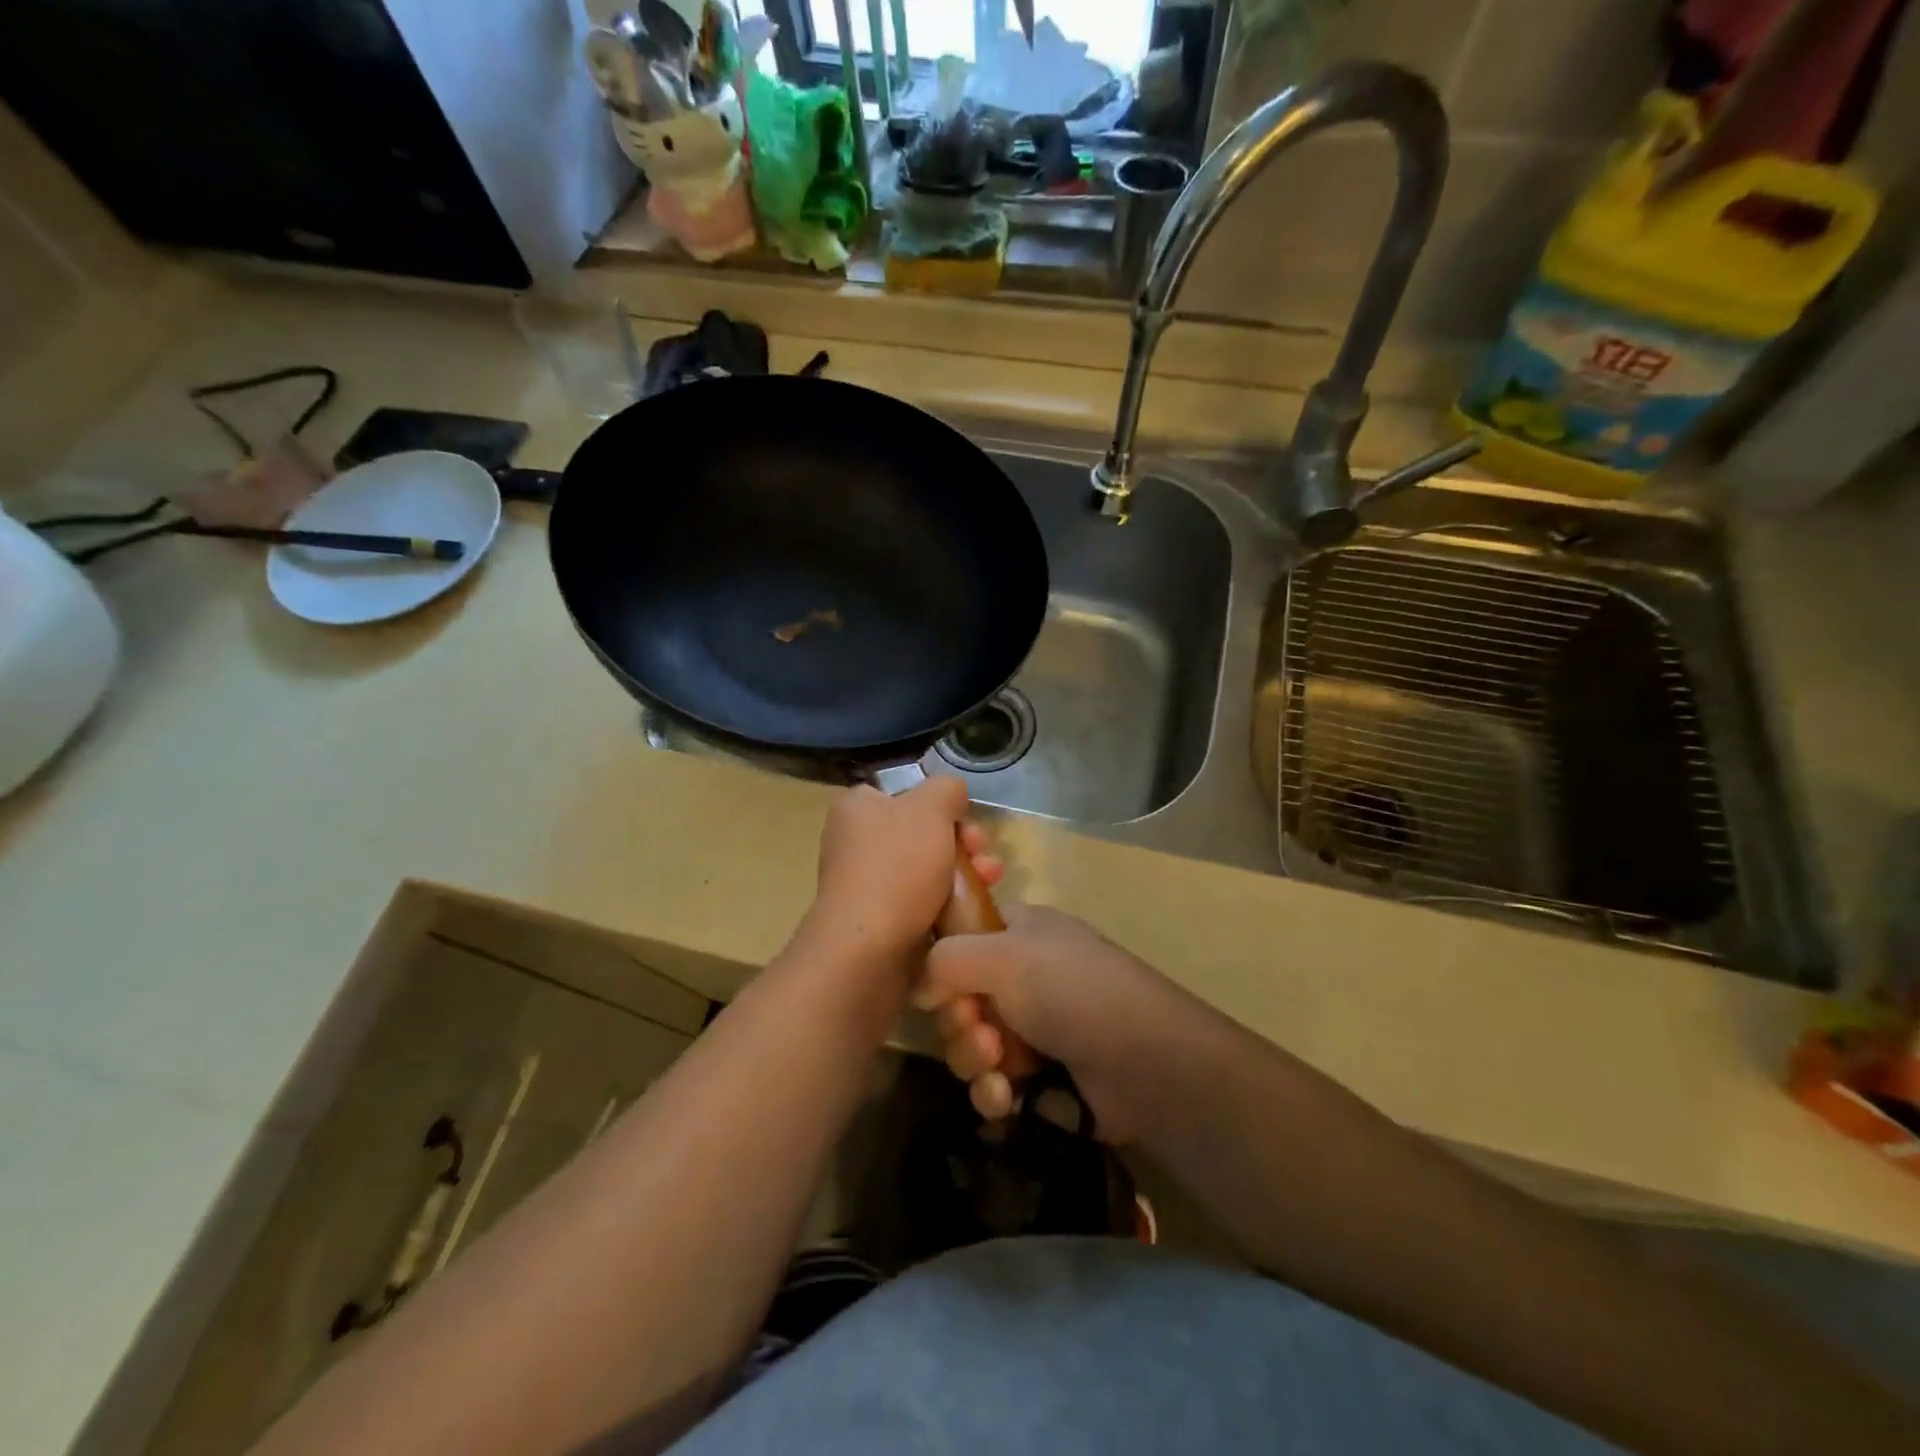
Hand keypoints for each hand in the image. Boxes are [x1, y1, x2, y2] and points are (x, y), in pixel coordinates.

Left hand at [803, 778, 1001, 971]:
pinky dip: (948, 907)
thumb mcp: (930, 808)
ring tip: (991, 884)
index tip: (968, 821)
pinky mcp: (880, 924)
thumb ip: (946, 789)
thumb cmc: (896, 868)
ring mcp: (866, 886)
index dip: (942, 805)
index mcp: (857, 809)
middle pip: (922, 834)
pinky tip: (972, 914)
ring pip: (927, 871)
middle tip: (984, 856)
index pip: (905, 794)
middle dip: (963, 844)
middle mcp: (855, 843)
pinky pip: (922, 905)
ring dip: (964, 875)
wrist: (867, 952)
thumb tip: (952, 794)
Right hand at [915, 905, 1172, 1142]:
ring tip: (999, 1066)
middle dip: (958, 1020)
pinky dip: (994, 1092)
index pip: (960, 937)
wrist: (1144, 1062)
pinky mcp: (1040, 1078)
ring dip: (974, 1058)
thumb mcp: (1003, 955)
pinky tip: (1009, 1099)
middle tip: (977, 1027)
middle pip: (957, 998)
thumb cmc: (1071, 989)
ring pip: (970, 1045)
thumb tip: (917, 985)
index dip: (941, 961)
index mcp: (1019, 933)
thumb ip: (945, 959)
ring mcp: (1032, 1028)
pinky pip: (993, 1084)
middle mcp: (1023, 976)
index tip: (936, 983)